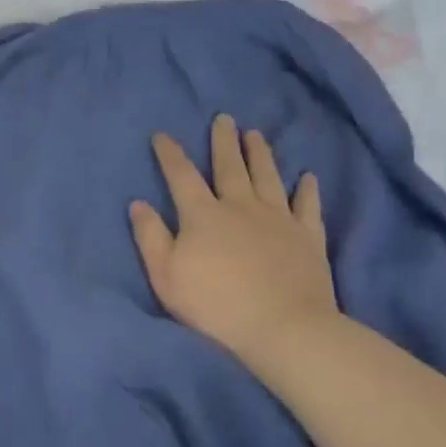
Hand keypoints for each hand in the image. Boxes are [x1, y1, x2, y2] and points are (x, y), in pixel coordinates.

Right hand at [130, 115, 337, 360]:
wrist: (283, 328)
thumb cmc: (215, 304)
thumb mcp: (166, 275)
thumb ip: (150, 236)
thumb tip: (138, 203)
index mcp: (202, 214)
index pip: (181, 175)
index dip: (170, 154)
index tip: (162, 135)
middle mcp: (240, 206)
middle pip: (230, 166)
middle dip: (223, 141)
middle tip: (224, 118)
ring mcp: (278, 219)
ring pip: (268, 177)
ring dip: (261, 154)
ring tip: (256, 134)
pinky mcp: (308, 237)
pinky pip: (307, 206)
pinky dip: (307, 190)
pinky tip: (307, 177)